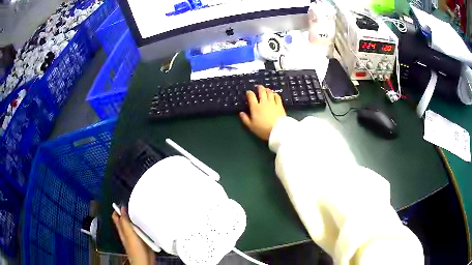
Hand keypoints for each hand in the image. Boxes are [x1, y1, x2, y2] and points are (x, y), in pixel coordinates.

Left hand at [112, 206, 154, 264]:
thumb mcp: (129, 235)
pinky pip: (144, 230)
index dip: (119, 209)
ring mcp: (136, 236)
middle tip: (137, 204)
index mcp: (122, 230)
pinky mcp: (144, 239)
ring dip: (139, 219)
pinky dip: (146, 226)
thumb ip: (125, 222)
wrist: (146, 261)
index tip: (126, 202)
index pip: (117, 216)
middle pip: (127, 219)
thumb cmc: (136, 250)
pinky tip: (151, 223)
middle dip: (130, 212)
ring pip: (136, 224)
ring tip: (145, 211)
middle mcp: (128, 232)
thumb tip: (122, 208)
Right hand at [239, 85, 286, 139]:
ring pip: (269, 93)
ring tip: (266, 89)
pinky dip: (275, 94)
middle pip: (261, 92)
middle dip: (259, 88)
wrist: (277, 130)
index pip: (251, 96)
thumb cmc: (263, 129)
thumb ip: (245, 119)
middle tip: (258, 86)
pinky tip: (274, 94)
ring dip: (267, 90)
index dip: (249, 93)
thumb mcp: (251, 126)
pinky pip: (277, 97)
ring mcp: (272, 103)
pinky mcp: (280, 105)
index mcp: (255, 107)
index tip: (249, 92)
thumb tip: (241, 113)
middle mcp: (263, 103)